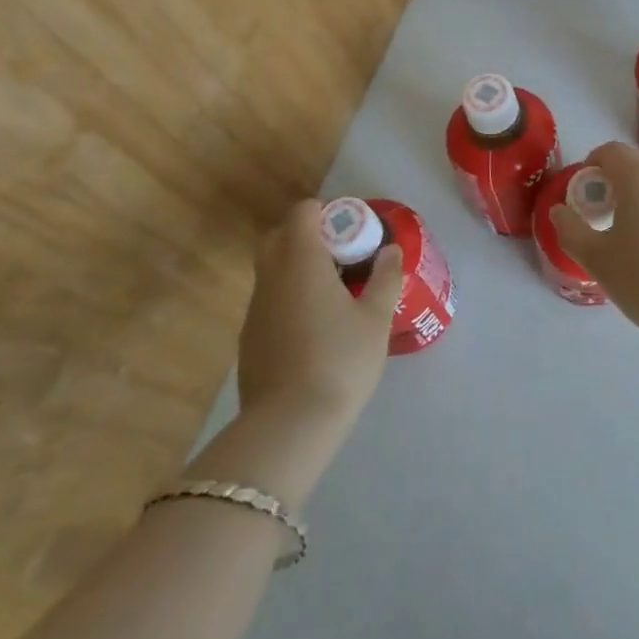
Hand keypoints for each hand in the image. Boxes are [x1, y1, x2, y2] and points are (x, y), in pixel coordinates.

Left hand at [190, 200, 401, 506]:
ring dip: (299, 268)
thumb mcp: (376, 318)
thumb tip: (390, 251)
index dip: (327, 212)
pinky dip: (290, 297)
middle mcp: (271, 276)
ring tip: (335, 292)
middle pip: (280, 237)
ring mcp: (255, 308)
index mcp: (301, 261)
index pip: (302, 213)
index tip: (352, 231)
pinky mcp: (249, 338)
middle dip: (309, 236)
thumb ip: (385, 277)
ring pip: (272, 270)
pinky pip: (270, 299)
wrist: (289, 426)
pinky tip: (315, 326)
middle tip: (343, 256)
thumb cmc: (340, 361)